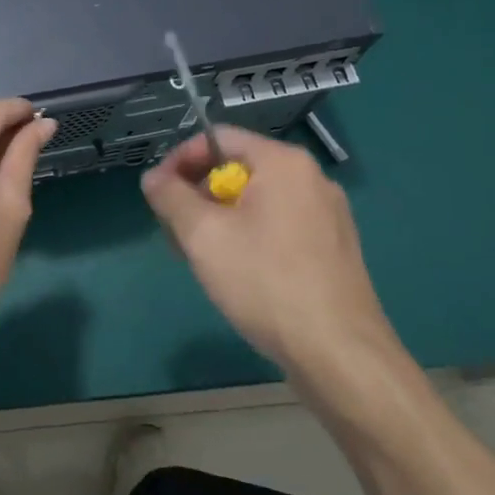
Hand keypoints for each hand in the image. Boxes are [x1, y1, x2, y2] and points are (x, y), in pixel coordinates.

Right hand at [141, 125, 404, 407]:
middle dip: (198, 196)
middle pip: (238, 169)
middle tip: (175, 232)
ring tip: (200, 258)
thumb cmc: (266, 283)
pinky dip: (249, 238)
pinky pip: (279, 226)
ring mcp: (328, 216)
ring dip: (220, 220)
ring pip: (257, 202)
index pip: (218, 138)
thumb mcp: (203, 235)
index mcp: (284, 163)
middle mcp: (311, 179)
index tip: (157, 193)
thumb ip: (170, 196)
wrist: (340, 356)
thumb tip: (154, 178)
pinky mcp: (334, 249)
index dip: (179, 160)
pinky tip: (237, 274)